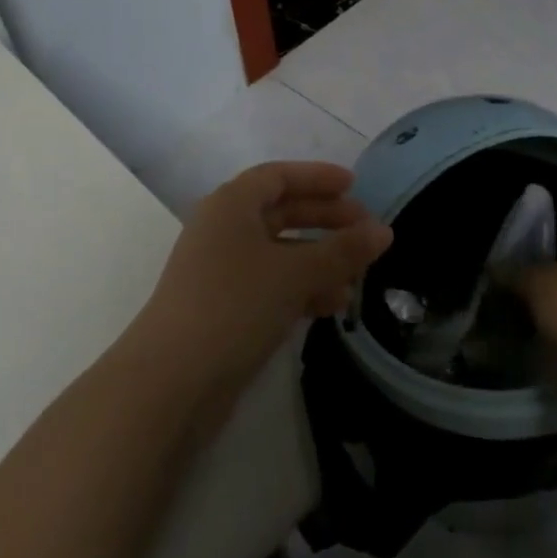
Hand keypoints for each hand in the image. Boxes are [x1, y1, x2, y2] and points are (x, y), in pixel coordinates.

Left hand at [135, 161, 393, 391]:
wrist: (172, 380)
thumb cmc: (235, 305)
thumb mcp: (295, 273)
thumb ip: (342, 251)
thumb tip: (383, 230)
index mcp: (231, 205)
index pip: (278, 176)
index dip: (317, 178)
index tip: (354, 185)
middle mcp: (223, 230)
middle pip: (280, 212)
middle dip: (324, 219)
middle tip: (366, 230)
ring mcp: (221, 271)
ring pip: (279, 253)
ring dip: (319, 260)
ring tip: (358, 277)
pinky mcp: (224, 308)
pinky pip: (271, 285)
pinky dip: (301, 288)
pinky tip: (332, 305)